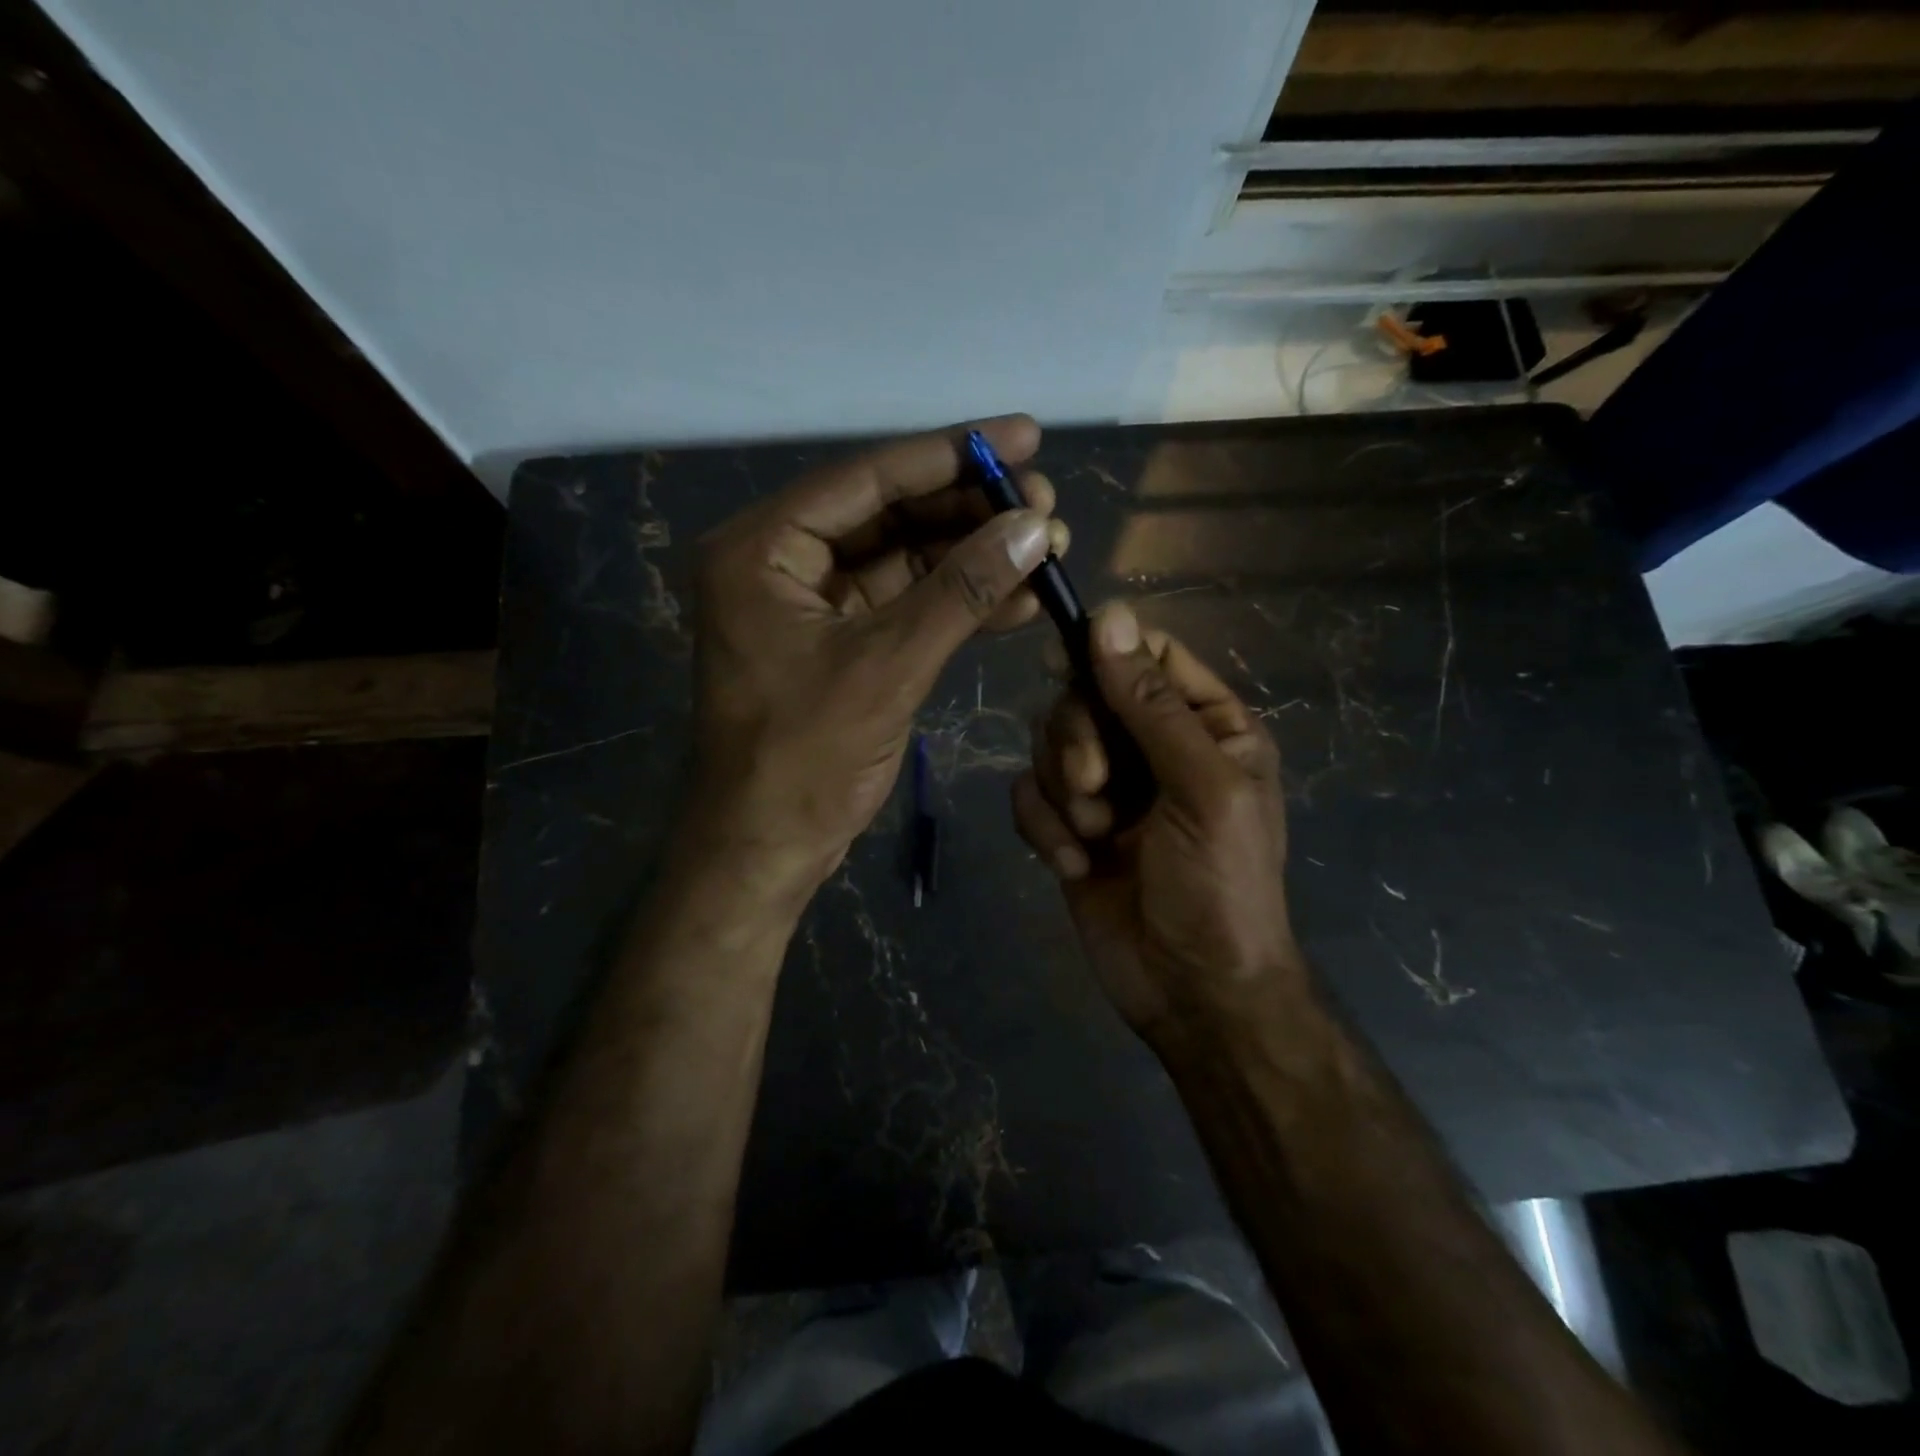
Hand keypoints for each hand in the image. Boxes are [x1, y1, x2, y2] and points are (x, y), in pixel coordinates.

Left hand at [691, 416, 1067, 901]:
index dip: (951, 455)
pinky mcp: (841, 642)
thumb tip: (1033, 527)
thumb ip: (961, 590)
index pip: (867, 478)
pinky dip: (958, 603)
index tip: (1025, 436)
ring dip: (973, 557)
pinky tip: (1019, 601)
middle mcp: (782, 562)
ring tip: (1047, 551)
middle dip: (970, 512)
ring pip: (905, 560)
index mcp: (762, 548)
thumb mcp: (888, 665)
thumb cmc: (806, 758)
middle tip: (1046, 506)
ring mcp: (812, 604)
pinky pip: (906, 605)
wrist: (768, 847)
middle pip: (889, 514)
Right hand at [1012, 602, 1305, 1045]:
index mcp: (1204, 725)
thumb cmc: (1220, 886)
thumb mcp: (1201, 788)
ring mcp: (1107, 787)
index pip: (1148, 656)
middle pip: (1084, 695)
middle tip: (1095, 788)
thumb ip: (1151, 704)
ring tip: (1095, 837)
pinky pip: (1029, 795)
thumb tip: (1108, 614)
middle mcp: (1152, 746)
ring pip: (1048, 743)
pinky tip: (1074, 866)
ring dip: (1063, 791)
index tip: (1067, 669)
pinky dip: (1043, 828)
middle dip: (1078, 740)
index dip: (1106, 654)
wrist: (1192, 992)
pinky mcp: (1067, 826)